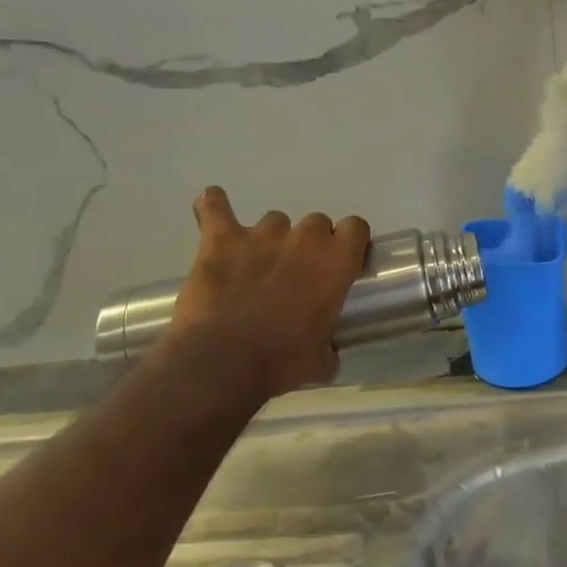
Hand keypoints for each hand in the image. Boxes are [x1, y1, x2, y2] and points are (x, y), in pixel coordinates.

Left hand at [166, 188, 370, 404]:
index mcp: (335, 261)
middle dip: (308, 245)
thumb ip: (328, 346)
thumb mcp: (320, 362)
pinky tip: (211, 204)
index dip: (349, 243)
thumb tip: (326, 352)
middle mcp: (304, 238)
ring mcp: (261, 235)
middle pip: (315, 223)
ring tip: (254, 268)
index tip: (341, 263)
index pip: (355, 227)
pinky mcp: (221, 240)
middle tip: (295, 276)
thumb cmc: (281, 361)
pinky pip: (214, 208)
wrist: (222, 362)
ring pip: (274, 221)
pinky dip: (212, 206)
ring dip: (269, 240)